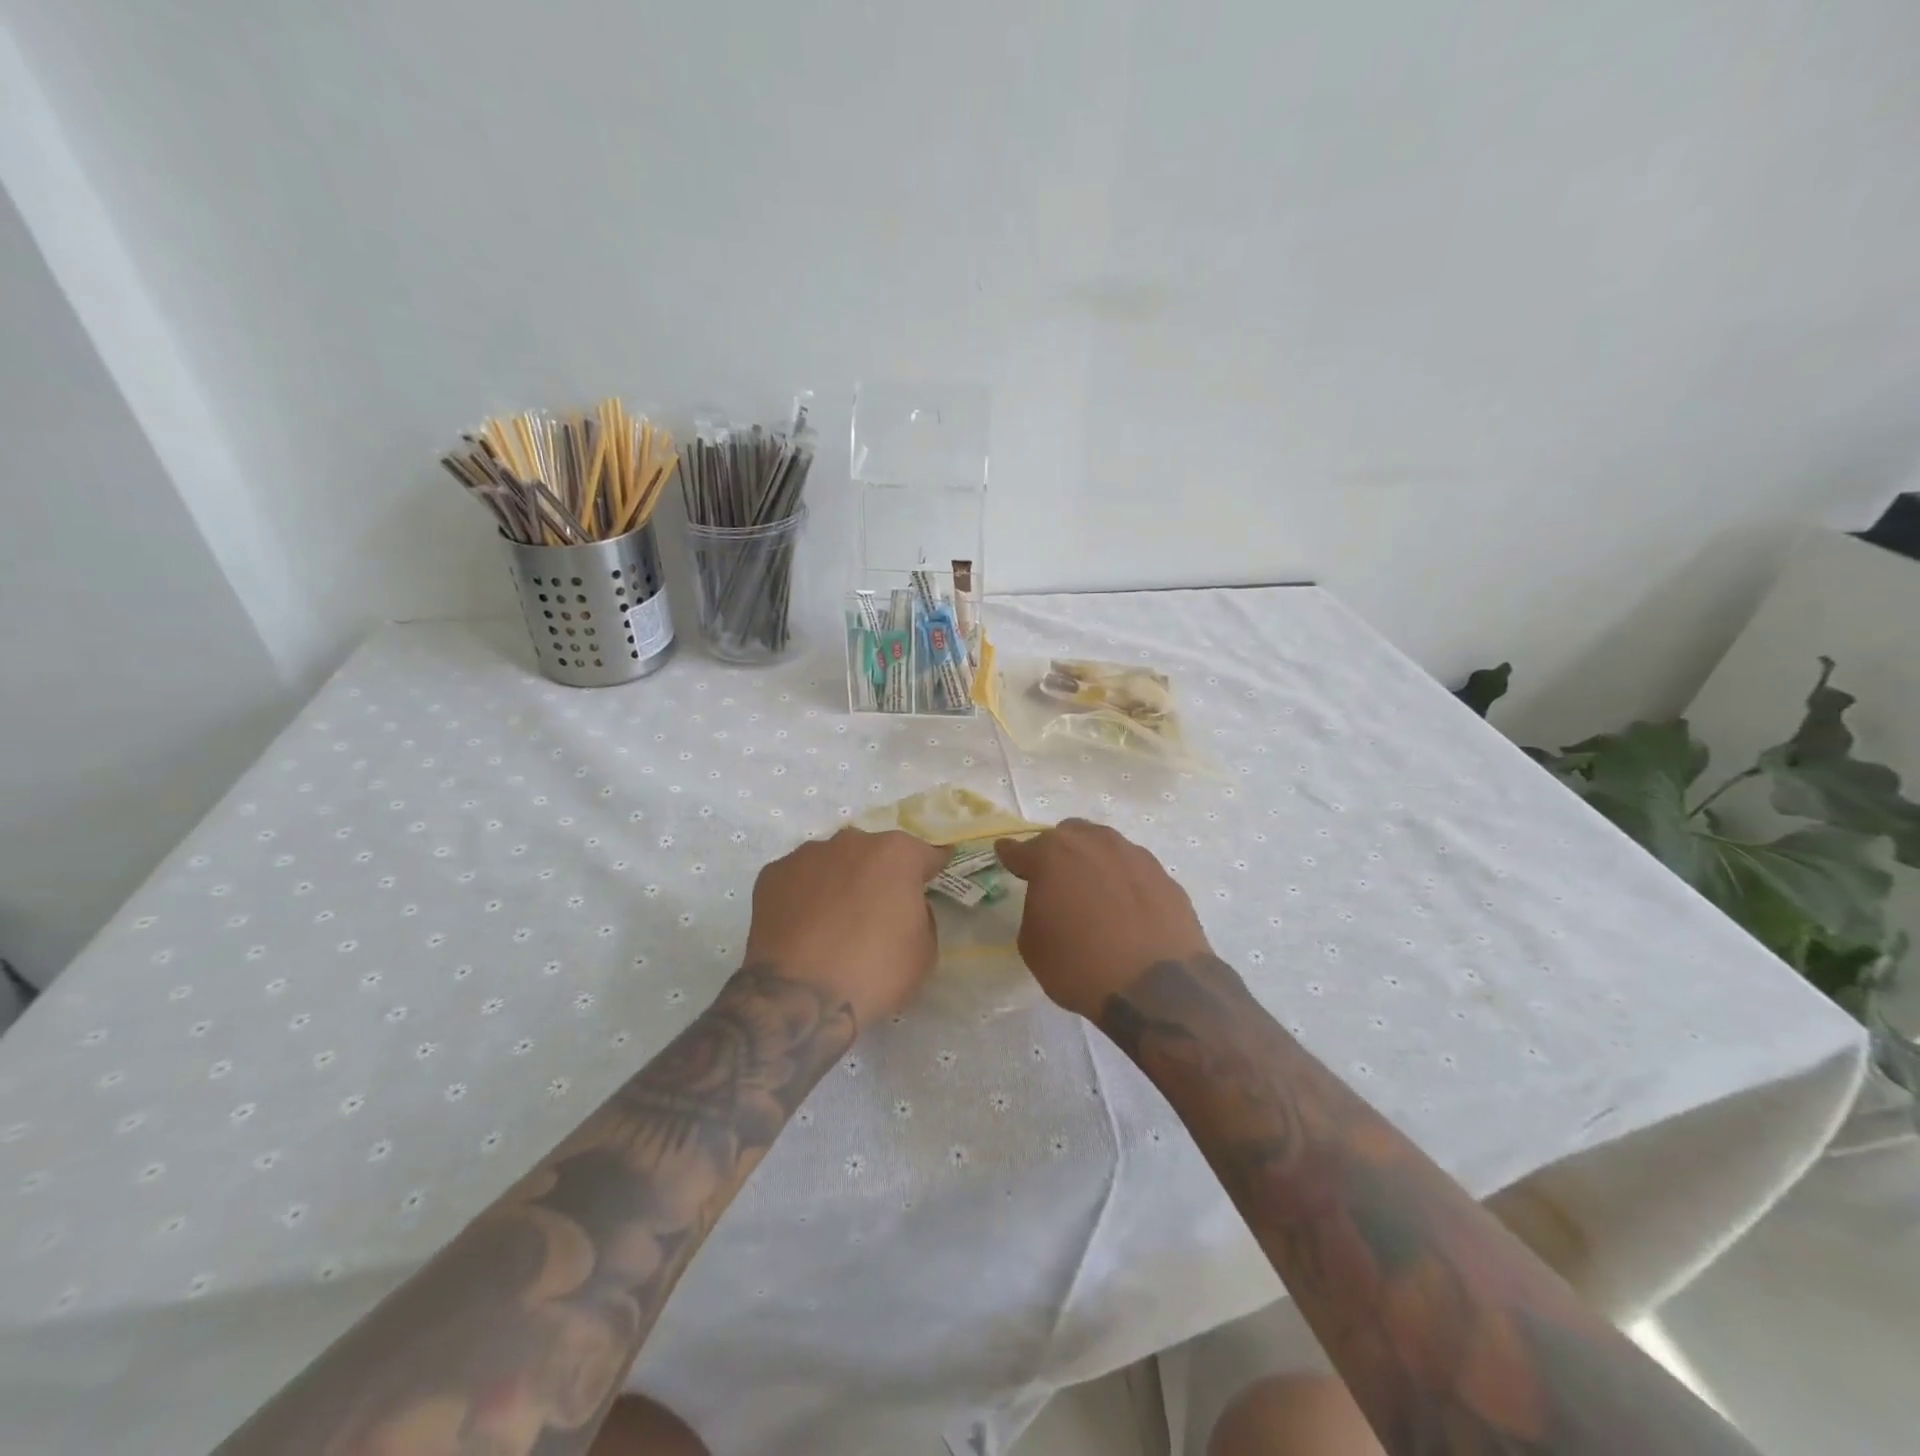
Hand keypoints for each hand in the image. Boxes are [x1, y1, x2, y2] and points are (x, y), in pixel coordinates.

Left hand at [743, 828, 948, 1026]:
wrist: (800, 998)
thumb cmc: (874, 972)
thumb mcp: (925, 951)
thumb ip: (921, 915)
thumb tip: (905, 906)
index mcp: (896, 854)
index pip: (925, 854)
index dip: (929, 871)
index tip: (928, 884)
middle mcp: (852, 842)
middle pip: (874, 854)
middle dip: (879, 876)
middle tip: (876, 913)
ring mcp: (807, 855)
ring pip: (834, 862)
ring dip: (840, 882)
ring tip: (833, 922)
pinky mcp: (772, 874)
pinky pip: (799, 879)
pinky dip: (804, 895)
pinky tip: (803, 927)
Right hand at [996, 819, 1211, 1020]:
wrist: (1155, 988)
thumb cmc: (1079, 966)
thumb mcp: (1033, 945)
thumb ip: (1035, 908)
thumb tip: (1051, 901)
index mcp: (1052, 855)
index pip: (1021, 849)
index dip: (1010, 854)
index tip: (1005, 854)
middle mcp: (1093, 843)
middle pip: (1067, 836)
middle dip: (1056, 852)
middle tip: (1054, 880)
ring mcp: (1133, 855)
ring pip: (1104, 846)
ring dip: (1093, 861)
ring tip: (1093, 893)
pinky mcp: (1164, 875)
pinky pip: (1133, 870)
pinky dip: (1124, 882)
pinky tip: (1125, 908)